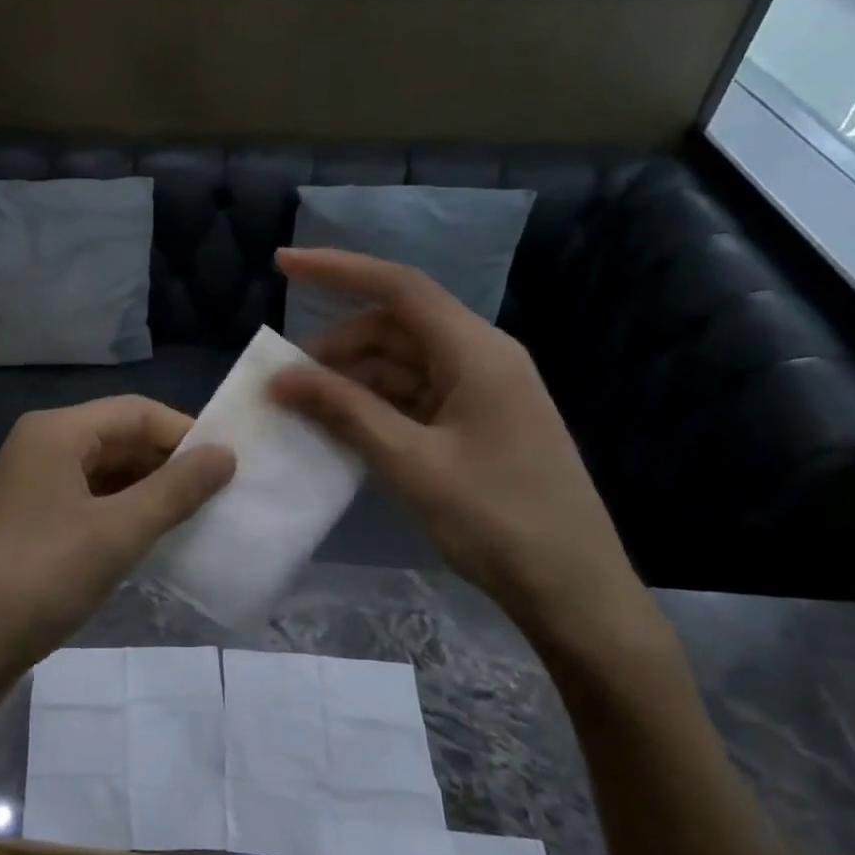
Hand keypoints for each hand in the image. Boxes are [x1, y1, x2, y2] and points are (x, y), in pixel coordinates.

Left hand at [0, 397, 235, 698]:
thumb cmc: (40, 577)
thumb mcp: (117, 532)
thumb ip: (175, 490)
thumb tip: (226, 454)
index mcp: (57, 431)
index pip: (136, 412)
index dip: (184, 434)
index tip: (229, 467)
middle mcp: (42, 445)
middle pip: (119, 438)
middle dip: (168, 464)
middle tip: (219, 496)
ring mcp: (33, 483)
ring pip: (105, 472)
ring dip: (148, 491)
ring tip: (196, 518)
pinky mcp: (31, 518)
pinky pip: (88, 500)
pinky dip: (122, 513)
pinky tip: (152, 538)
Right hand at [269, 248, 660, 658]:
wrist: (573, 591)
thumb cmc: (496, 520)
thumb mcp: (410, 462)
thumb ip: (344, 411)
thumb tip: (281, 377)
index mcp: (476, 352)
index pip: (399, 287)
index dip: (337, 270)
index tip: (282, 264)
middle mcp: (481, 358)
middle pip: (395, 327)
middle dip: (336, 345)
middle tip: (286, 379)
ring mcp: (482, 391)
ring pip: (402, 363)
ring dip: (352, 378)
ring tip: (306, 408)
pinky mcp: (478, 422)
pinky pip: (414, 395)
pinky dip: (374, 405)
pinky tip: (343, 429)